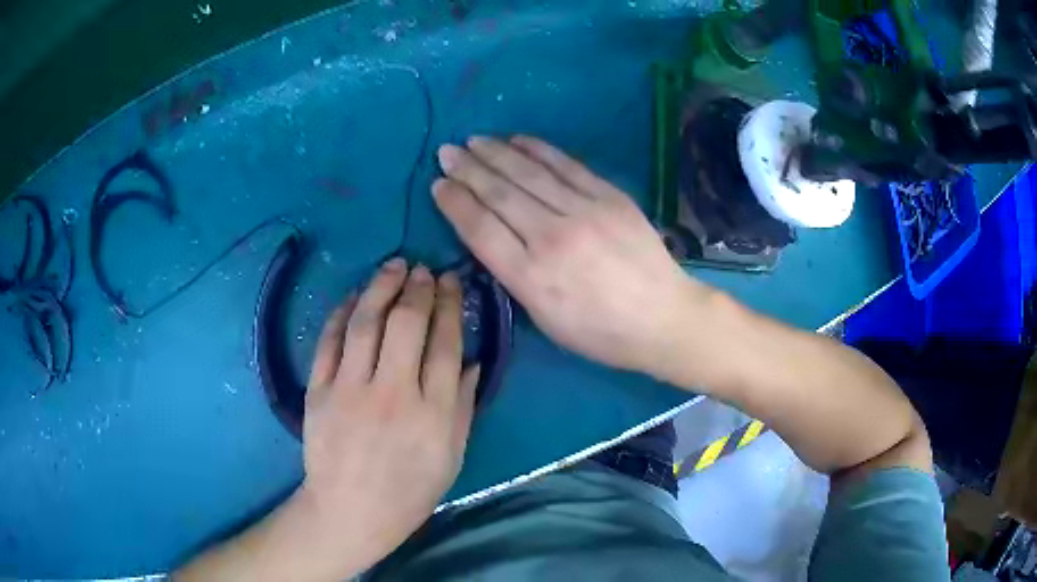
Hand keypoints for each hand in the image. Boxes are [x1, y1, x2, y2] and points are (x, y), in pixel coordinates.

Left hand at [299, 259, 478, 574]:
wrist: (350, 511)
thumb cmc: (409, 491)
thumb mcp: (451, 457)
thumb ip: (462, 407)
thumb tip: (472, 362)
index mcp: (432, 413)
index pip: (445, 345)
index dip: (450, 307)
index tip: (452, 283)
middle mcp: (391, 394)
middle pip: (407, 325)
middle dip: (419, 289)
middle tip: (425, 269)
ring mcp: (349, 390)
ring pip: (366, 324)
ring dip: (381, 288)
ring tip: (394, 265)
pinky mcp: (317, 392)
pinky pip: (329, 342)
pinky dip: (342, 313)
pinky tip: (354, 296)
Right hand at [433, 135, 710, 375]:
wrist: (663, 317)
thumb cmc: (601, 332)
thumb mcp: (545, 320)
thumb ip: (514, 277)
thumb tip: (490, 236)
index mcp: (531, 277)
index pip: (480, 229)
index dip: (455, 203)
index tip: (438, 185)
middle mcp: (552, 238)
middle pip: (500, 195)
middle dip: (467, 170)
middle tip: (446, 152)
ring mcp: (584, 212)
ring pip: (529, 174)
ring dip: (496, 153)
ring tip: (473, 141)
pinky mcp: (609, 197)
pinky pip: (566, 166)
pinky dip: (538, 150)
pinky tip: (517, 140)